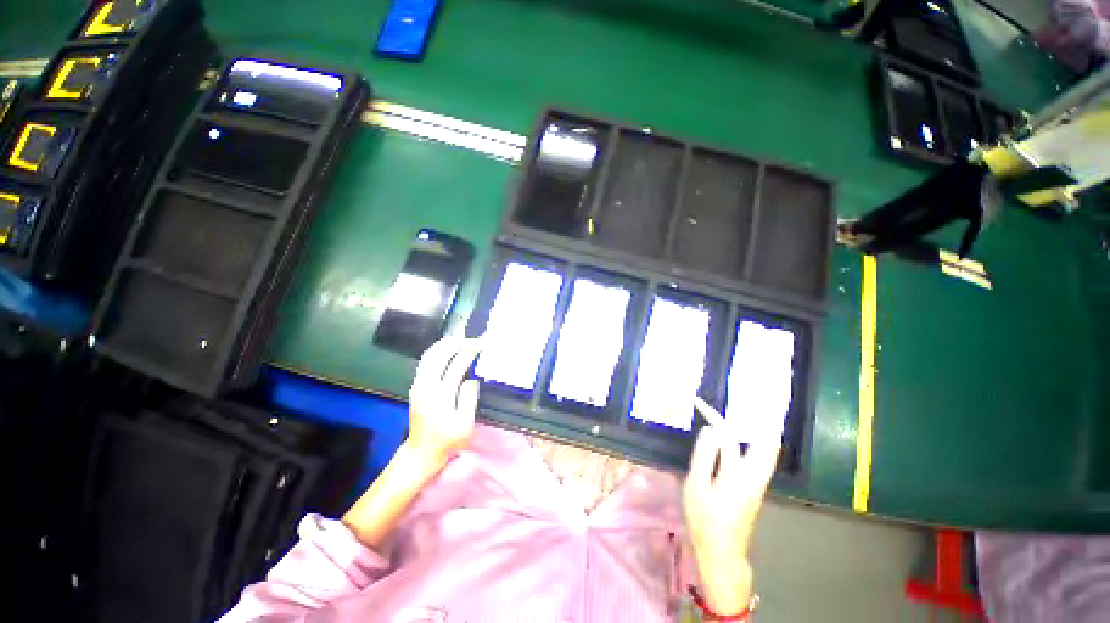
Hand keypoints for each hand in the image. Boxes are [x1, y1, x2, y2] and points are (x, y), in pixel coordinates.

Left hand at [407, 337, 481, 466]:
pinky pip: (425, 362)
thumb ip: (468, 399)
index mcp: (440, 396)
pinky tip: (446, 348)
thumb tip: (472, 379)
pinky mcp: (416, 386)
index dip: (469, 353)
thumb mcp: (465, 424)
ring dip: (444, 345)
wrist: (421, 451)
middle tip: (472, 339)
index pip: (456, 366)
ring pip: (429, 356)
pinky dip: (436, 351)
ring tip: (460, 339)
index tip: (480, 344)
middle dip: (456, 344)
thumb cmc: (447, 439)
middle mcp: (426, 387)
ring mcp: (418, 385)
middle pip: (438, 356)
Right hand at [683, 399, 780, 614]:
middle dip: (756, 416)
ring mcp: (757, 480)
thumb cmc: (706, 521)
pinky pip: (757, 454)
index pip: (729, 435)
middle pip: (765, 439)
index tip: (699, 402)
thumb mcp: (697, 487)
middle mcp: (756, 473)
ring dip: (754, 427)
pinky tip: (735, 436)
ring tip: (741, 411)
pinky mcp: (753, 486)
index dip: (714, 415)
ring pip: (764, 447)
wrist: (722, 553)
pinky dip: (749, 439)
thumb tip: (711, 430)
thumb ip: (704, 457)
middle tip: (742, 399)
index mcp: (740, 473)